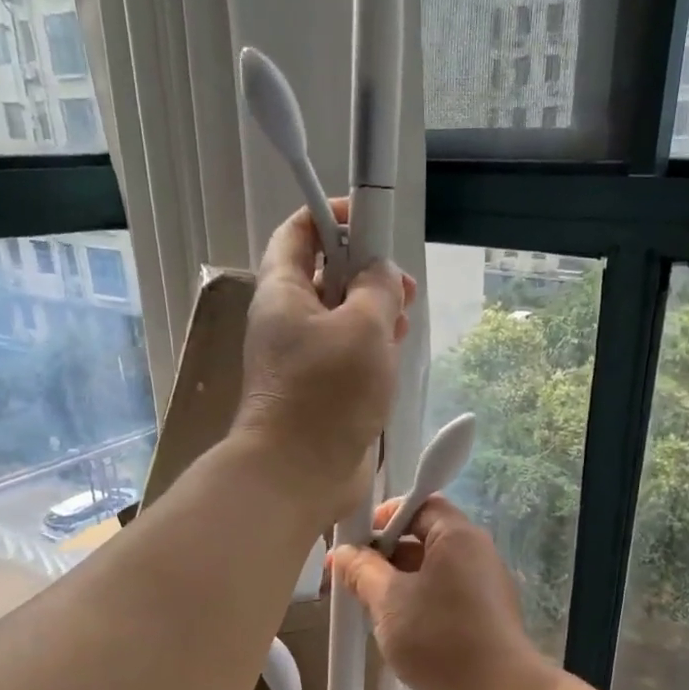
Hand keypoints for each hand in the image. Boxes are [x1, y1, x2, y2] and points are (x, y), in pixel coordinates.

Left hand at [233, 201, 413, 521]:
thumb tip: (380, 272)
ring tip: (404, 323)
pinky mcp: (319, 393)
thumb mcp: (363, 327)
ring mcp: (302, 360)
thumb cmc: (327, 393)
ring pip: (340, 319)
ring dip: (374, 315)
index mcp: (284, 292)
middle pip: (326, 276)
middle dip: (366, 272)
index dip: (334, 215)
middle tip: (402, 287)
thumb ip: (378, 288)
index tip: (371, 217)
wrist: (298, 474)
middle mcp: (287, 322)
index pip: (300, 232)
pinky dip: (371, 351)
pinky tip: (394, 359)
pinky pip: (346, 357)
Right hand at [331, 497, 553, 689]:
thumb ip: (362, 571)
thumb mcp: (388, 601)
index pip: (420, 505)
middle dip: (384, 557)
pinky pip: (444, 600)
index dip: (385, 517)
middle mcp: (476, 555)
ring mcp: (483, 589)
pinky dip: (418, 607)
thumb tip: (343, 554)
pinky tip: (395, 632)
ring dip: (397, 586)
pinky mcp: (484, 619)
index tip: (356, 542)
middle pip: (424, 540)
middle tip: (351, 580)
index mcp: (458, 537)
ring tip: (366, 609)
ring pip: (431, 574)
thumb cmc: (440, 637)